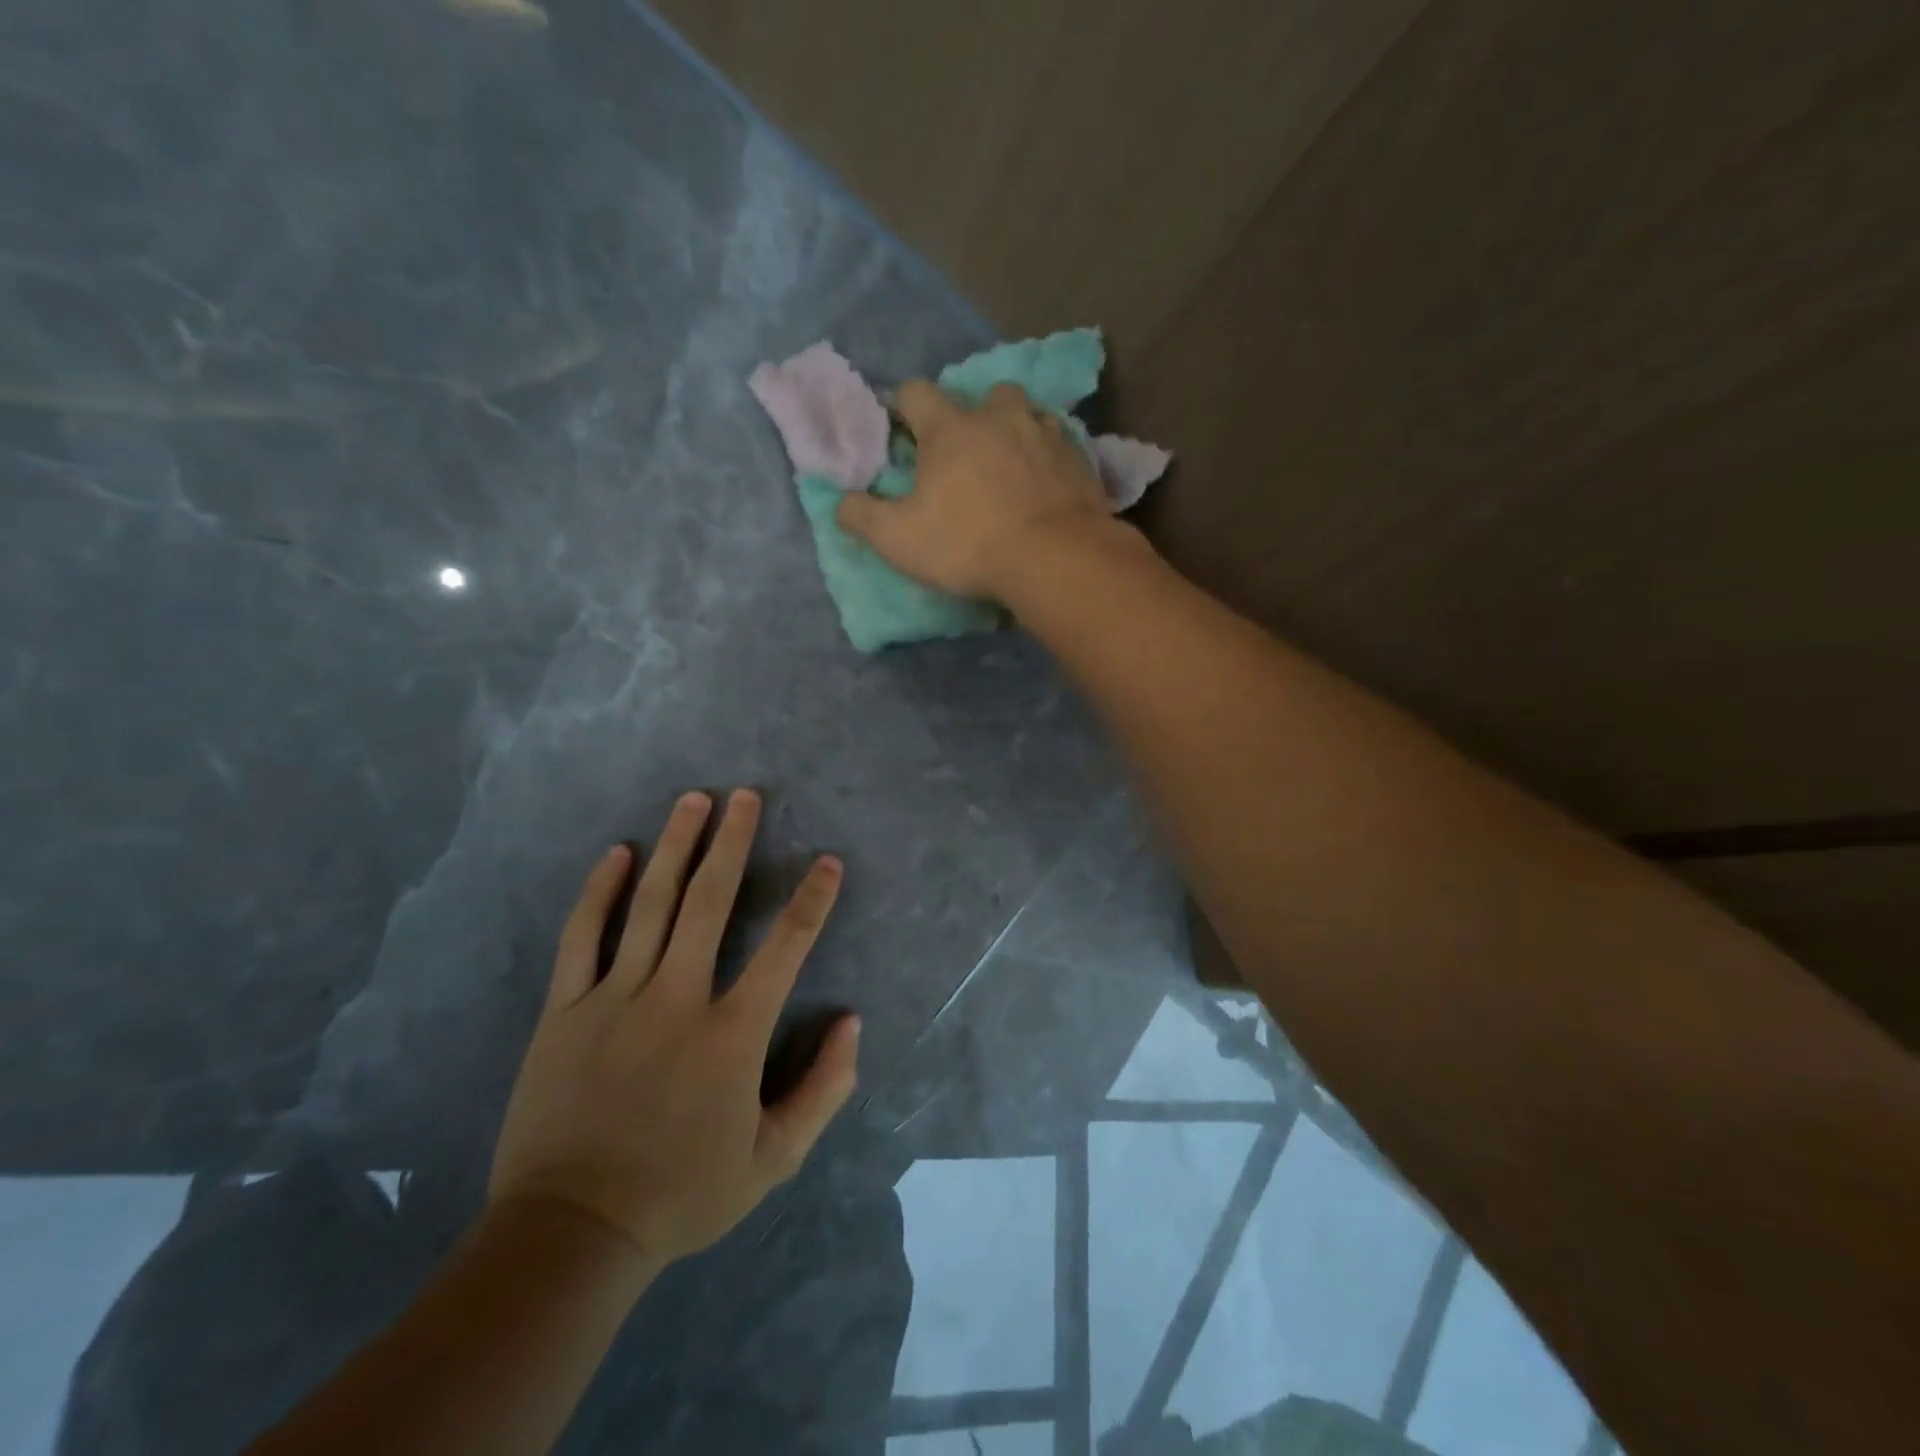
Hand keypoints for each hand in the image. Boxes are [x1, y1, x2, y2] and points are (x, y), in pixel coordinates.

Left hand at [488, 790, 859, 1266]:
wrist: (569, 1234)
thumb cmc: (681, 1194)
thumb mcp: (773, 1160)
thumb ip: (824, 1089)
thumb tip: (852, 1022)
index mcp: (731, 1035)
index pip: (785, 949)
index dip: (812, 899)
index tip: (827, 860)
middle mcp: (676, 1000)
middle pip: (709, 903)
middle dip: (733, 842)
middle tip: (746, 794)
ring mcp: (615, 1000)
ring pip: (650, 905)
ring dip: (676, 846)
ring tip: (694, 800)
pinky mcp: (564, 1011)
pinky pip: (582, 938)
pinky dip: (599, 891)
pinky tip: (617, 853)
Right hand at [836, 379, 1115, 599]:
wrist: (1054, 558)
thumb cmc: (968, 544)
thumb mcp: (898, 540)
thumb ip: (862, 517)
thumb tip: (842, 503)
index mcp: (949, 428)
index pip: (916, 393)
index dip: (904, 407)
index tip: (902, 431)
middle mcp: (998, 417)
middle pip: (981, 396)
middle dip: (970, 417)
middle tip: (965, 455)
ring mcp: (1044, 433)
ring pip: (1026, 413)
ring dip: (1014, 430)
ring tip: (1010, 463)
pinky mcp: (1078, 459)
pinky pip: (1059, 443)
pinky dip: (1048, 456)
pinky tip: (1046, 483)